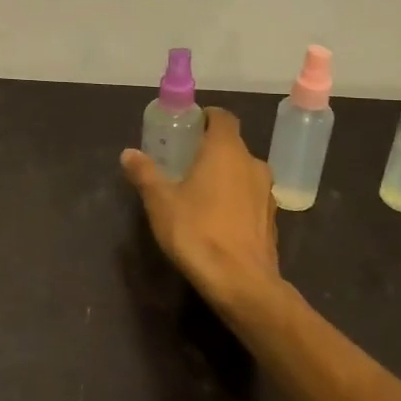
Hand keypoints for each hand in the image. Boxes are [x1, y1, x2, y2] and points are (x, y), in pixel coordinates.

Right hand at [121, 107, 281, 321]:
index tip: (186, 128)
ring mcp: (266, 192)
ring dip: (224, 175)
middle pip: (232, 144)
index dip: (205, 118)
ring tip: (198, 192)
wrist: (242, 283)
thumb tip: (128, 153)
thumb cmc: (197, 232)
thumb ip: (144, 173)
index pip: (222, 117)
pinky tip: (216, 218)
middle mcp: (252, 163)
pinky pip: (250, 196)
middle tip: (183, 162)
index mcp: (226, 150)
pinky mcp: (271, 219)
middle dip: (209, 149)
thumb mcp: (160, 201)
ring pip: (242, 171)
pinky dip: (235, 198)